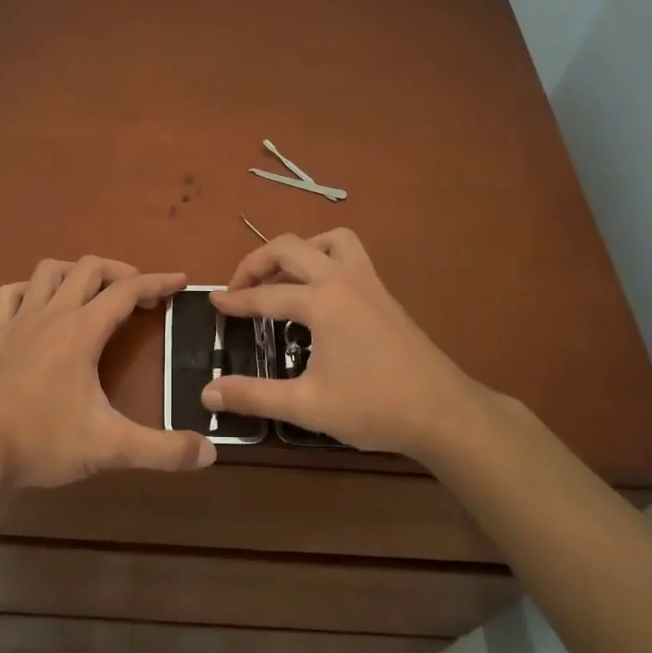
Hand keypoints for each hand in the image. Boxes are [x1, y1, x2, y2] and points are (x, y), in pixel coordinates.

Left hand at [0, 257, 215, 488]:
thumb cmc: (44, 441)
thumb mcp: (110, 447)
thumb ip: (162, 450)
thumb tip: (209, 453)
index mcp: (82, 331)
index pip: (127, 291)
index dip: (158, 282)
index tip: (180, 281)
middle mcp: (51, 314)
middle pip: (89, 268)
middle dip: (120, 272)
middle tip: (140, 294)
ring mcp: (18, 322)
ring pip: (48, 271)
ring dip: (76, 272)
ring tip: (93, 291)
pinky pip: (11, 294)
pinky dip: (30, 290)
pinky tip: (39, 306)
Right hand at [203, 230, 488, 463]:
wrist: (443, 412)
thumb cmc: (373, 407)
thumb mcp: (307, 405)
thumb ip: (254, 396)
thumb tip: (208, 393)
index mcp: (322, 301)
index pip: (266, 295)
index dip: (235, 300)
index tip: (212, 303)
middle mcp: (343, 279)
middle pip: (290, 247)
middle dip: (256, 262)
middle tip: (239, 288)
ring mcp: (368, 282)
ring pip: (329, 240)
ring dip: (299, 251)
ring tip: (282, 279)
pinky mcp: (384, 294)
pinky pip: (350, 255)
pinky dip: (325, 259)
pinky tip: (320, 295)